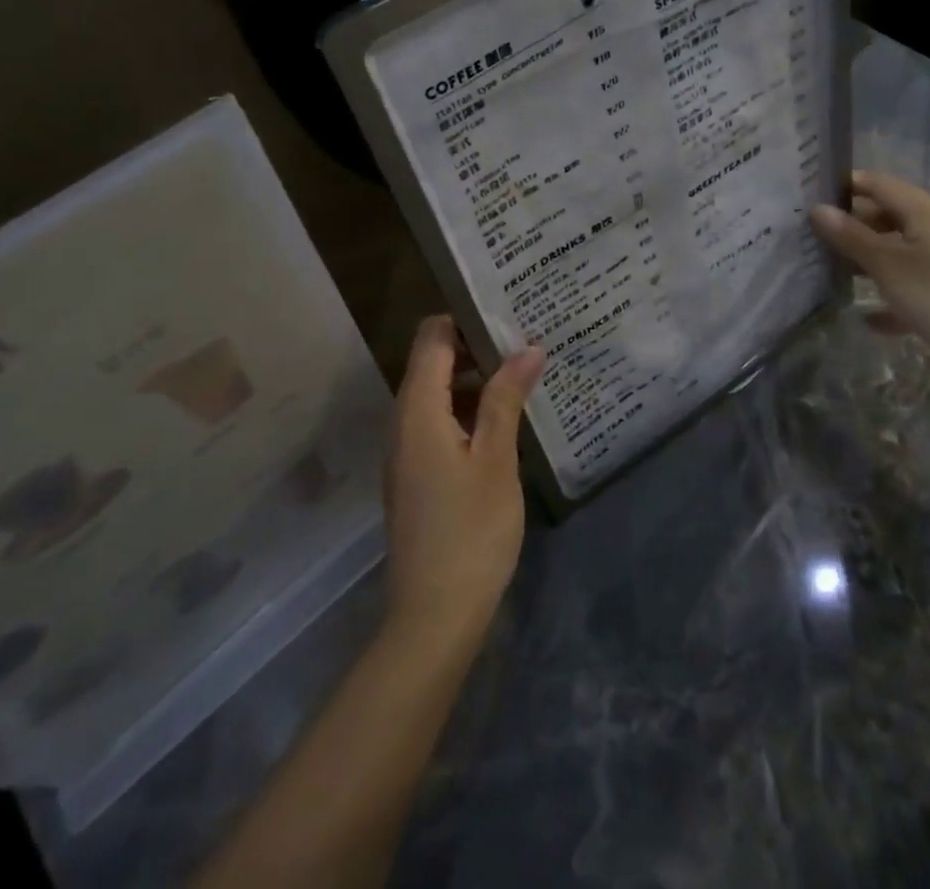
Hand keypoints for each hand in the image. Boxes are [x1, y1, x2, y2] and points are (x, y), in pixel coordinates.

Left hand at [383, 317, 544, 656]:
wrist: (433, 616)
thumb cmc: (471, 531)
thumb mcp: (496, 459)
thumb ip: (506, 398)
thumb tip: (527, 347)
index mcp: (417, 408)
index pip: (432, 336)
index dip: (466, 317)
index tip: (508, 313)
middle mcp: (402, 420)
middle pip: (432, 360)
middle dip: (476, 346)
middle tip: (526, 341)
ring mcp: (405, 449)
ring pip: (436, 392)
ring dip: (474, 379)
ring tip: (522, 374)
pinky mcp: (414, 473)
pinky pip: (436, 421)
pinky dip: (466, 409)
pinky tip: (502, 420)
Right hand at [811, 171, 929, 368]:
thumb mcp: (887, 265)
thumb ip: (850, 236)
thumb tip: (817, 209)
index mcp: (923, 212)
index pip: (876, 184)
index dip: (843, 186)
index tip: (806, 197)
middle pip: (883, 217)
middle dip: (848, 226)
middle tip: (806, 237)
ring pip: (893, 252)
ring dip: (863, 261)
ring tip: (823, 270)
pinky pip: (907, 287)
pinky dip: (887, 297)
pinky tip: (866, 318)